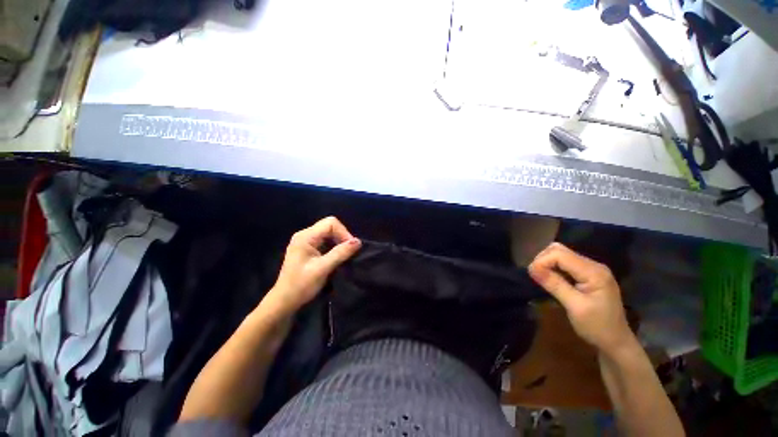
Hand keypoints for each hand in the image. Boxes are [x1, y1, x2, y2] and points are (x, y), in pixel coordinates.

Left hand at [268, 217, 360, 311]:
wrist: (285, 301)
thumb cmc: (301, 285)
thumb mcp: (323, 268)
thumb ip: (340, 253)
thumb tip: (358, 241)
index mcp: (305, 236)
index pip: (330, 223)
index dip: (343, 233)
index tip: (351, 247)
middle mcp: (305, 235)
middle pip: (329, 226)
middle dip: (342, 236)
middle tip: (349, 251)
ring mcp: (305, 241)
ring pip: (328, 233)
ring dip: (338, 242)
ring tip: (345, 254)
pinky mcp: (308, 248)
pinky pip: (325, 241)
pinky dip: (334, 246)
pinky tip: (337, 256)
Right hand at [528, 243, 634, 355]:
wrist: (616, 342)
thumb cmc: (597, 327)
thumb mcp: (574, 307)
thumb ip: (554, 284)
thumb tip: (531, 268)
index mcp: (593, 272)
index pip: (560, 254)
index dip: (542, 261)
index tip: (532, 275)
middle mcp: (593, 265)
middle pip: (559, 250)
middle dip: (543, 259)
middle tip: (535, 275)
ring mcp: (591, 269)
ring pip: (561, 254)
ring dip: (547, 262)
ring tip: (541, 277)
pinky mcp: (587, 274)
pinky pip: (565, 262)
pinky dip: (553, 267)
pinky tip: (551, 279)